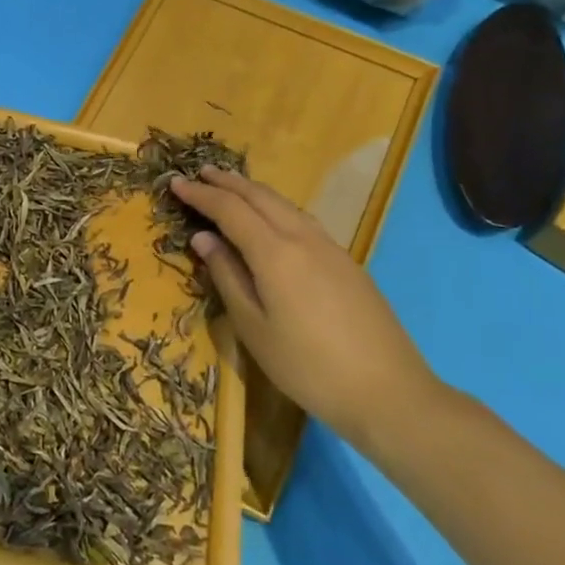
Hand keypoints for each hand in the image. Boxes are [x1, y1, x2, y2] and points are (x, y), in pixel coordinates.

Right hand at [171, 168, 439, 447]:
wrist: (389, 392)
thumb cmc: (308, 367)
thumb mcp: (254, 328)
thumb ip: (228, 277)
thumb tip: (204, 238)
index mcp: (275, 253)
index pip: (230, 210)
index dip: (201, 194)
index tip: (175, 182)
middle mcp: (303, 238)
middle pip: (260, 196)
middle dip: (227, 182)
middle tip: (200, 173)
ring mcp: (330, 247)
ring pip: (285, 204)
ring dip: (253, 191)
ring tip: (230, 186)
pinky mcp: (346, 261)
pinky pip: (302, 219)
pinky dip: (276, 207)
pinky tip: (271, 217)